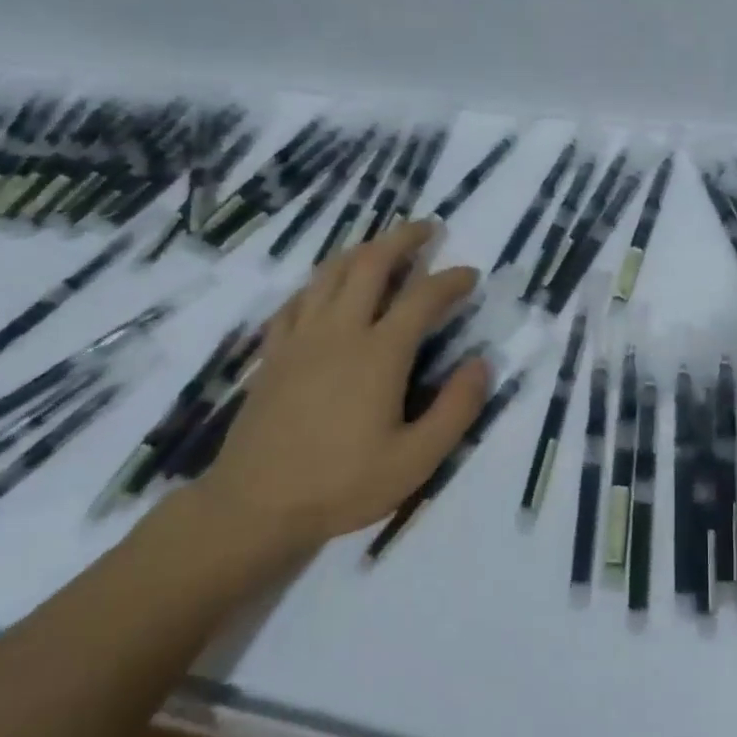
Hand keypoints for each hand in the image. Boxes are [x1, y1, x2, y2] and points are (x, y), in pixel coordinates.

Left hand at [190, 220, 488, 552]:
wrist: (254, 507)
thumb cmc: (342, 484)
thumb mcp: (417, 460)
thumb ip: (457, 409)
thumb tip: (482, 364)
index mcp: (379, 353)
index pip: (423, 297)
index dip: (451, 279)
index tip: (470, 274)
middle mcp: (340, 331)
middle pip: (370, 264)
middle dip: (402, 239)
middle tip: (427, 229)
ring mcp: (300, 338)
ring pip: (330, 273)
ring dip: (361, 250)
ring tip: (382, 246)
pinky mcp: (274, 353)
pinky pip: (297, 300)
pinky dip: (319, 282)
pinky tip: (326, 288)